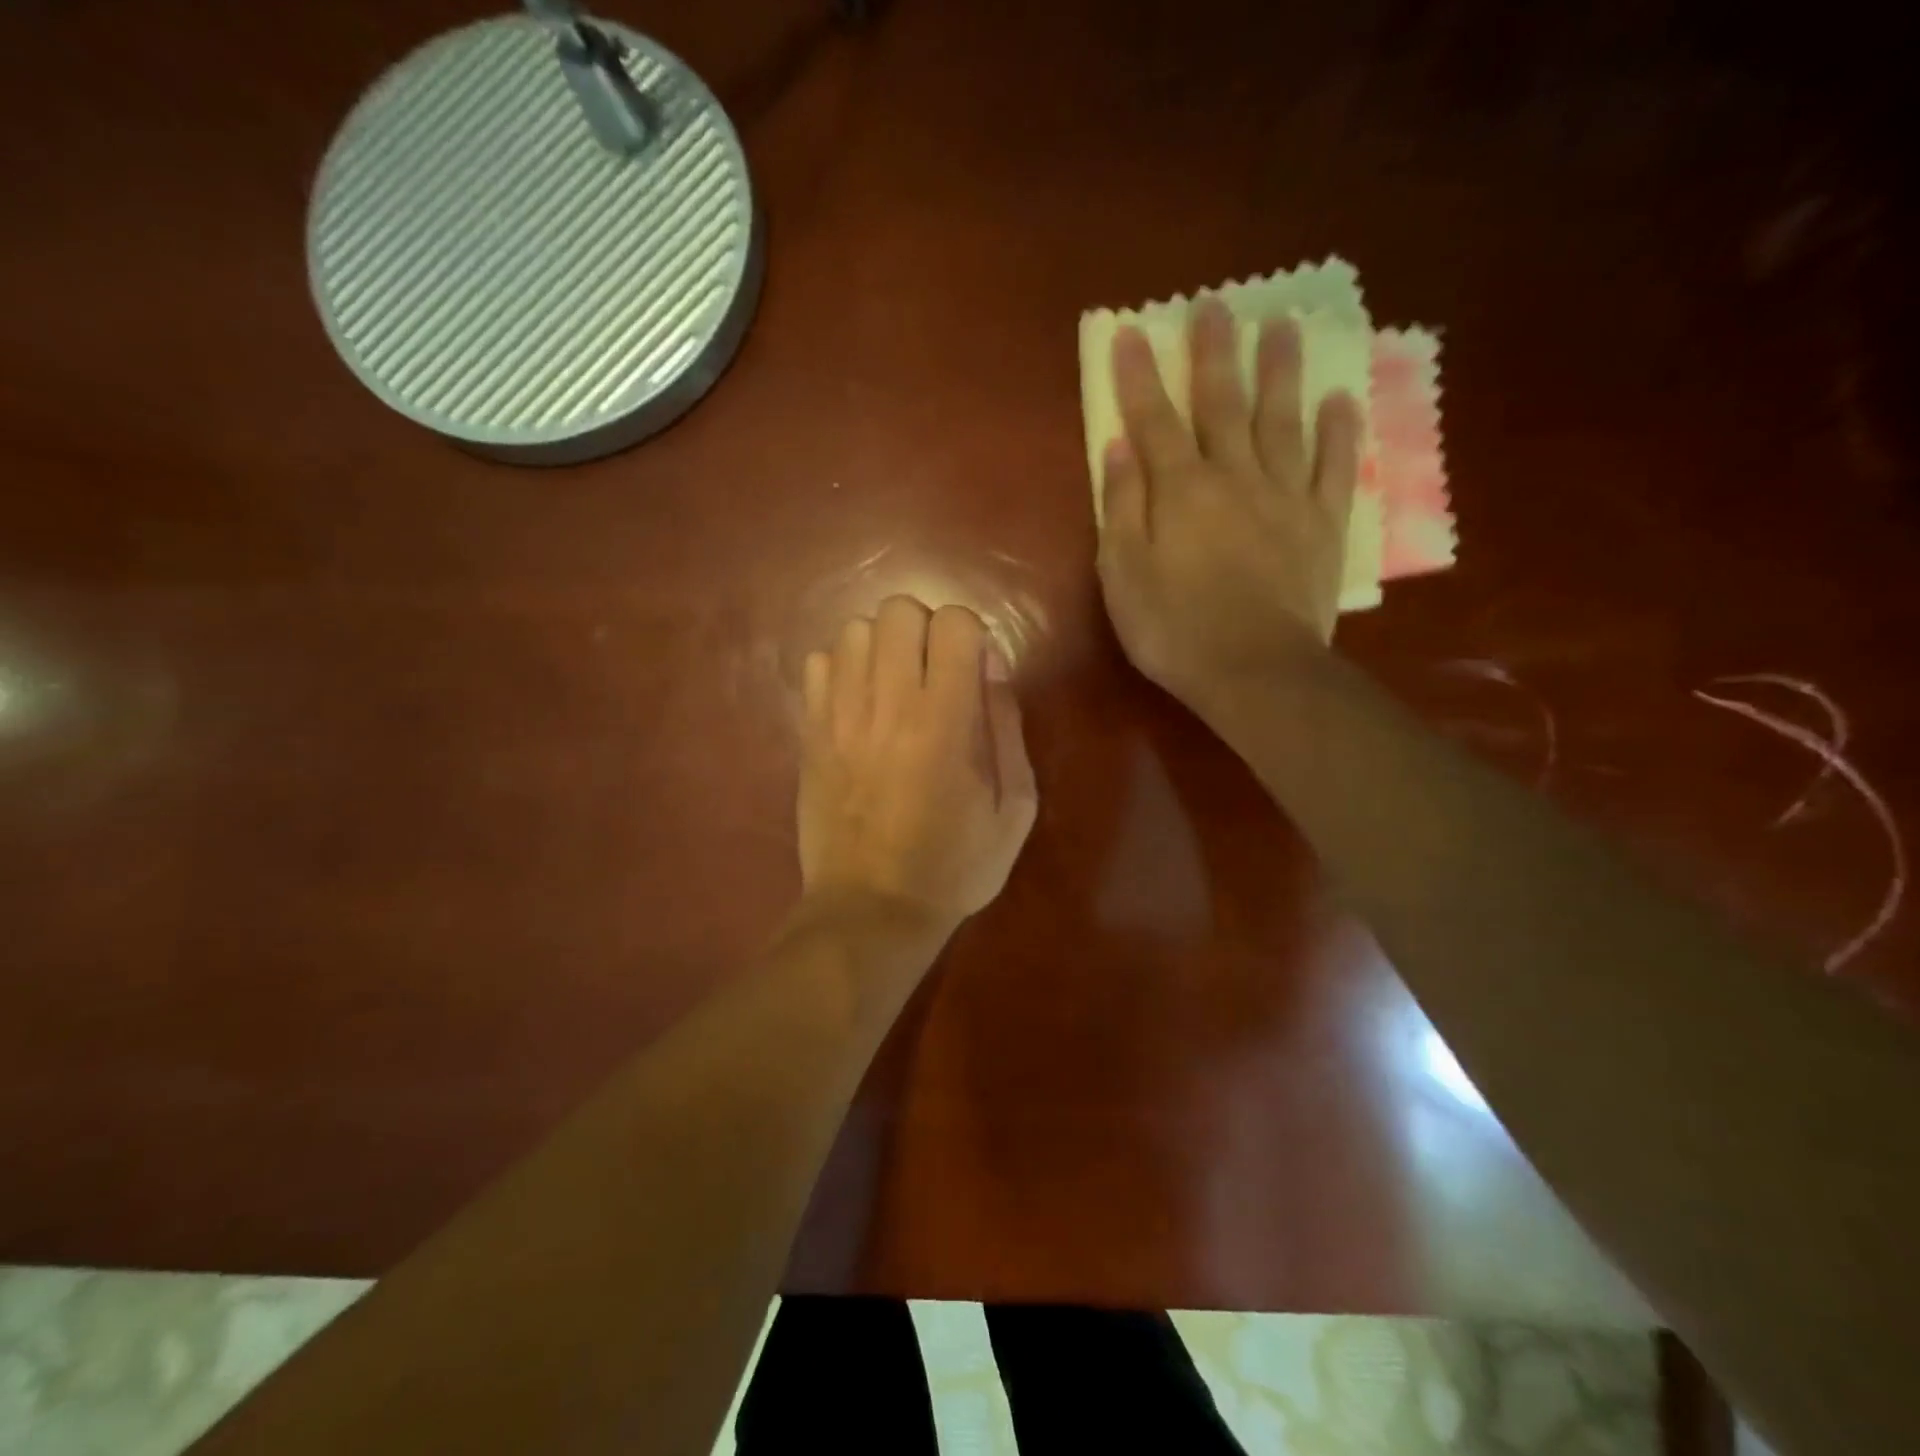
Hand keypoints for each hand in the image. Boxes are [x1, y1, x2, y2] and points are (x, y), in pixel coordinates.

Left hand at [798, 596, 1037, 934]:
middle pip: (898, 610)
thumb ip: (1008, 727)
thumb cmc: (955, 866)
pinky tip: (857, 704)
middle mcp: (887, 705)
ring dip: (882, 645)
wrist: (871, 909)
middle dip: (925, 630)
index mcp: (945, 722)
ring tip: (894, 686)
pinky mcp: (809, 731)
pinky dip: (841, 668)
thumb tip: (991, 663)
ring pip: (854, 629)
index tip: (974, 673)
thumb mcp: (1015, 809)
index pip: (953, 622)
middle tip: (934, 675)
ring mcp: (839, 716)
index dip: (971, 636)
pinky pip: (816, 662)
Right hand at [1096, 298, 1363, 716]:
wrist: (1254, 669)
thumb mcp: (1123, 575)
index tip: (1133, 331)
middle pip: (1222, 404)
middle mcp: (1234, 477)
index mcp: (1179, 490)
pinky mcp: (1323, 523)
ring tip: (1283, 326)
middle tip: (1215, 306)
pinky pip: (1333, 466)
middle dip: (1214, 354)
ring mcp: (1285, 496)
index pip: (1154, 420)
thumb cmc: (1174, 629)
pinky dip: (1338, 430)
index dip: (1140, 376)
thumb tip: (1118, 447)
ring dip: (1280, 371)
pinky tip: (1340, 398)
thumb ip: (1121, 507)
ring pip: (1282, 420)